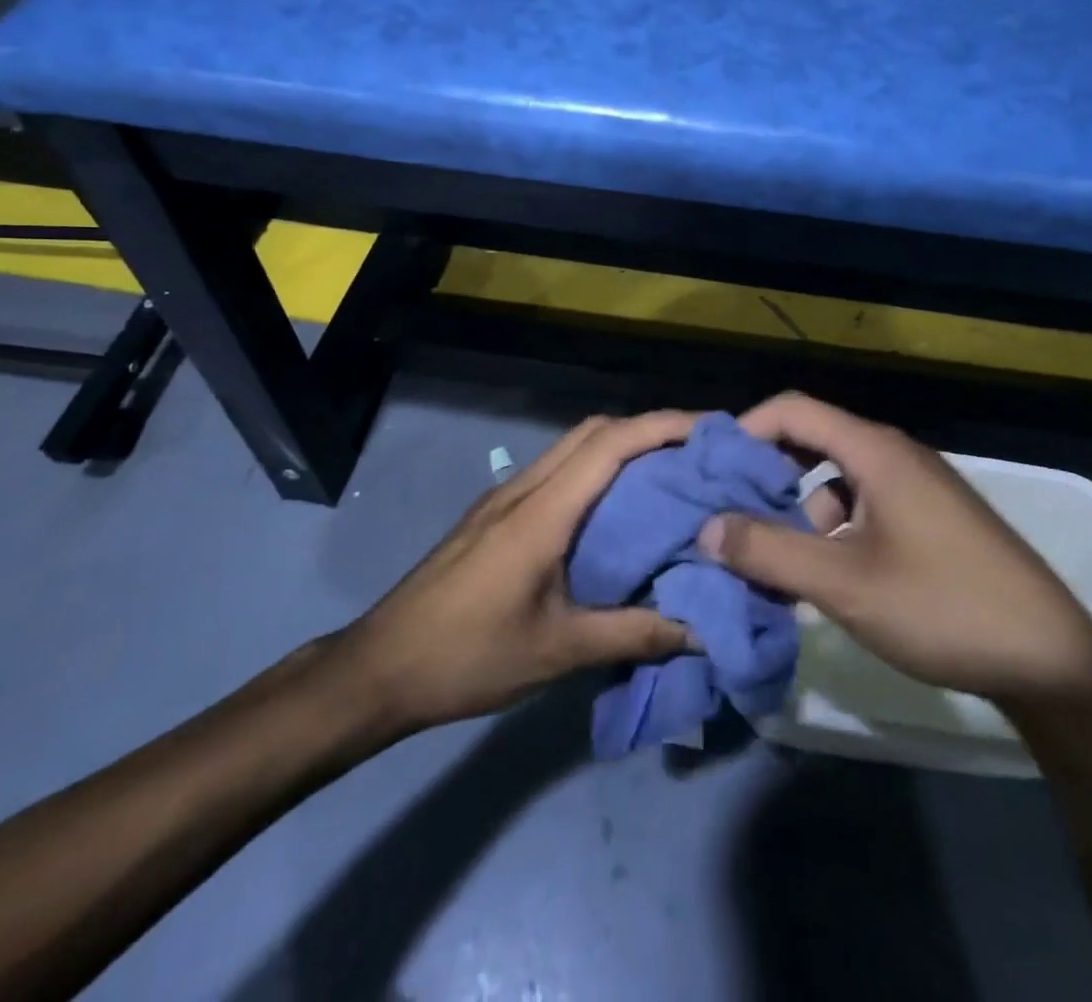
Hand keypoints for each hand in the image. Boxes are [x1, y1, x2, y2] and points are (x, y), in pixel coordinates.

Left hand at [341, 412, 697, 733]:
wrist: (381, 666)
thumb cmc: (468, 656)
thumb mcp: (557, 652)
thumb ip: (631, 635)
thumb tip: (700, 630)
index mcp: (541, 512)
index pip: (610, 444)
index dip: (663, 427)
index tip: (710, 431)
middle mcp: (523, 489)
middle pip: (592, 431)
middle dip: (647, 429)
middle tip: (696, 455)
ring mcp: (504, 497)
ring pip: (571, 447)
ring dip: (619, 447)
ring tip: (665, 476)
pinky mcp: (494, 513)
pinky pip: (555, 471)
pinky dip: (593, 470)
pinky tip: (613, 509)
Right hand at [701, 393, 1091, 709]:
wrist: (1054, 662)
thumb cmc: (943, 608)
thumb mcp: (844, 584)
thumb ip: (769, 553)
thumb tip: (706, 528)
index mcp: (876, 451)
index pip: (793, 410)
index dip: (745, 431)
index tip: (711, 472)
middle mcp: (895, 455)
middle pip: (812, 441)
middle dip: (765, 475)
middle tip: (729, 514)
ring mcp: (916, 487)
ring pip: (835, 479)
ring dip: (798, 510)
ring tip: (772, 559)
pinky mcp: (929, 518)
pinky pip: (862, 505)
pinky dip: (830, 529)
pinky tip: (823, 576)